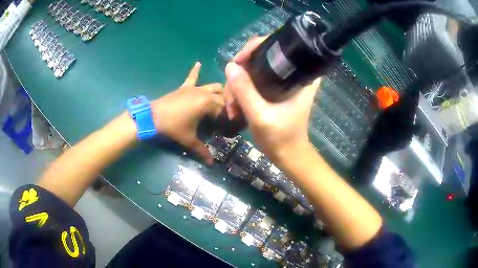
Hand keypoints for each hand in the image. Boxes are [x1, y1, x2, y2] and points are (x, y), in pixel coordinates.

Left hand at [151, 62, 223, 164]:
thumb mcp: (189, 140)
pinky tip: (198, 63)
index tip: (227, 127)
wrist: (154, 117)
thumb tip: (212, 163)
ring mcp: (195, 88)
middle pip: (222, 96)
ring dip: (218, 91)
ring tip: (221, 98)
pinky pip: (192, 76)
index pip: (225, 109)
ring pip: (213, 85)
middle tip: (225, 116)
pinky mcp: (185, 87)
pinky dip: (196, 70)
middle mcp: (205, 93)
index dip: (228, 118)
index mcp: (209, 104)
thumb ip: (202, 151)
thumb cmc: (174, 127)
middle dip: (226, 104)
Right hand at [224, 37, 320, 162]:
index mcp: (299, 75)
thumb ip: (245, 91)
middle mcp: (292, 73)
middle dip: (240, 76)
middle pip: (259, 58)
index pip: (276, 45)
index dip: (253, 48)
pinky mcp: (274, 90)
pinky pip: (252, 82)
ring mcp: (281, 82)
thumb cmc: (281, 138)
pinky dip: (241, 93)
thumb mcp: (261, 116)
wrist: (288, 156)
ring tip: (232, 111)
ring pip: (252, 71)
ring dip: (237, 88)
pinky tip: (235, 109)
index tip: (238, 62)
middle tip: (231, 98)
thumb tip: (230, 66)